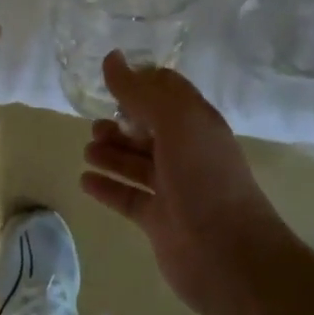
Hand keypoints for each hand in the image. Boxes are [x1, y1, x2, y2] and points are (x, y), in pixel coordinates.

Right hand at [79, 52, 287, 314]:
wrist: (230, 257)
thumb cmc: (205, 178)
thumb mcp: (175, 123)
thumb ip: (140, 91)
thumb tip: (111, 58)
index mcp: (197, 122)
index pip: (167, 91)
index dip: (140, 82)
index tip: (108, 78)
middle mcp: (186, 151)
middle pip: (148, 127)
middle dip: (121, 121)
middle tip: (94, 122)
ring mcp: (173, 187)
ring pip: (136, 162)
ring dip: (111, 153)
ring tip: (88, 149)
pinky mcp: (158, 220)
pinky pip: (127, 196)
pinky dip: (107, 187)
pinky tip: (84, 180)